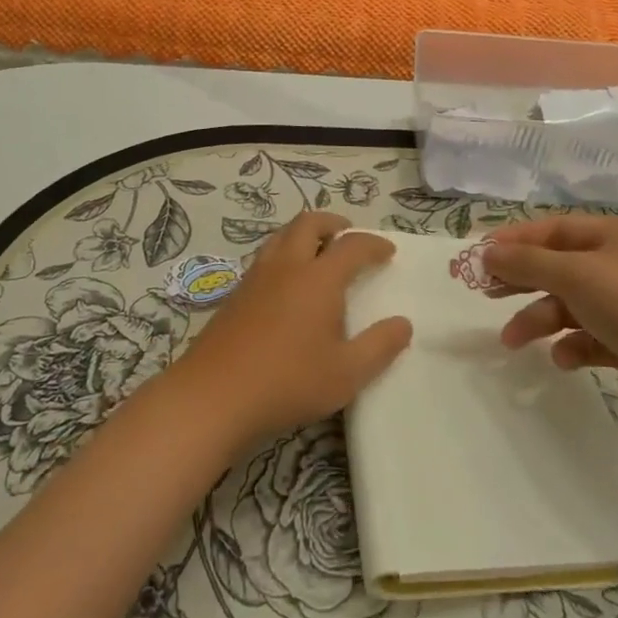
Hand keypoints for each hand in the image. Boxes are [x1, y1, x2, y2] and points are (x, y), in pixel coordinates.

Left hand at [173, 212, 411, 444]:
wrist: (214, 395)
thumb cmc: (288, 382)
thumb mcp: (346, 374)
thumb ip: (379, 347)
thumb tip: (403, 324)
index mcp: (318, 278)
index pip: (352, 246)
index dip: (373, 244)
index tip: (388, 251)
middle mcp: (287, 266)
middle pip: (309, 224)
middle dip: (333, 223)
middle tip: (348, 234)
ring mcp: (256, 277)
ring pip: (282, 236)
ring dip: (304, 233)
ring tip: (318, 251)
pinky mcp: (235, 294)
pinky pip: (265, 257)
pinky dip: (284, 254)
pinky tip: (287, 284)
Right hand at [483, 215, 617, 423]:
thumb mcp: (575, 274)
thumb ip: (527, 262)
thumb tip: (488, 252)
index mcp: (612, 236)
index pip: (553, 230)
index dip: (515, 240)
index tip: (480, 256)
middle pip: (558, 266)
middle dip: (522, 280)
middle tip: (486, 293)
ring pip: (570, 305)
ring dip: (540, 319)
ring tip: (513, 341)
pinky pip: (590, 338)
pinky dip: (572, 346)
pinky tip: (564, 358)